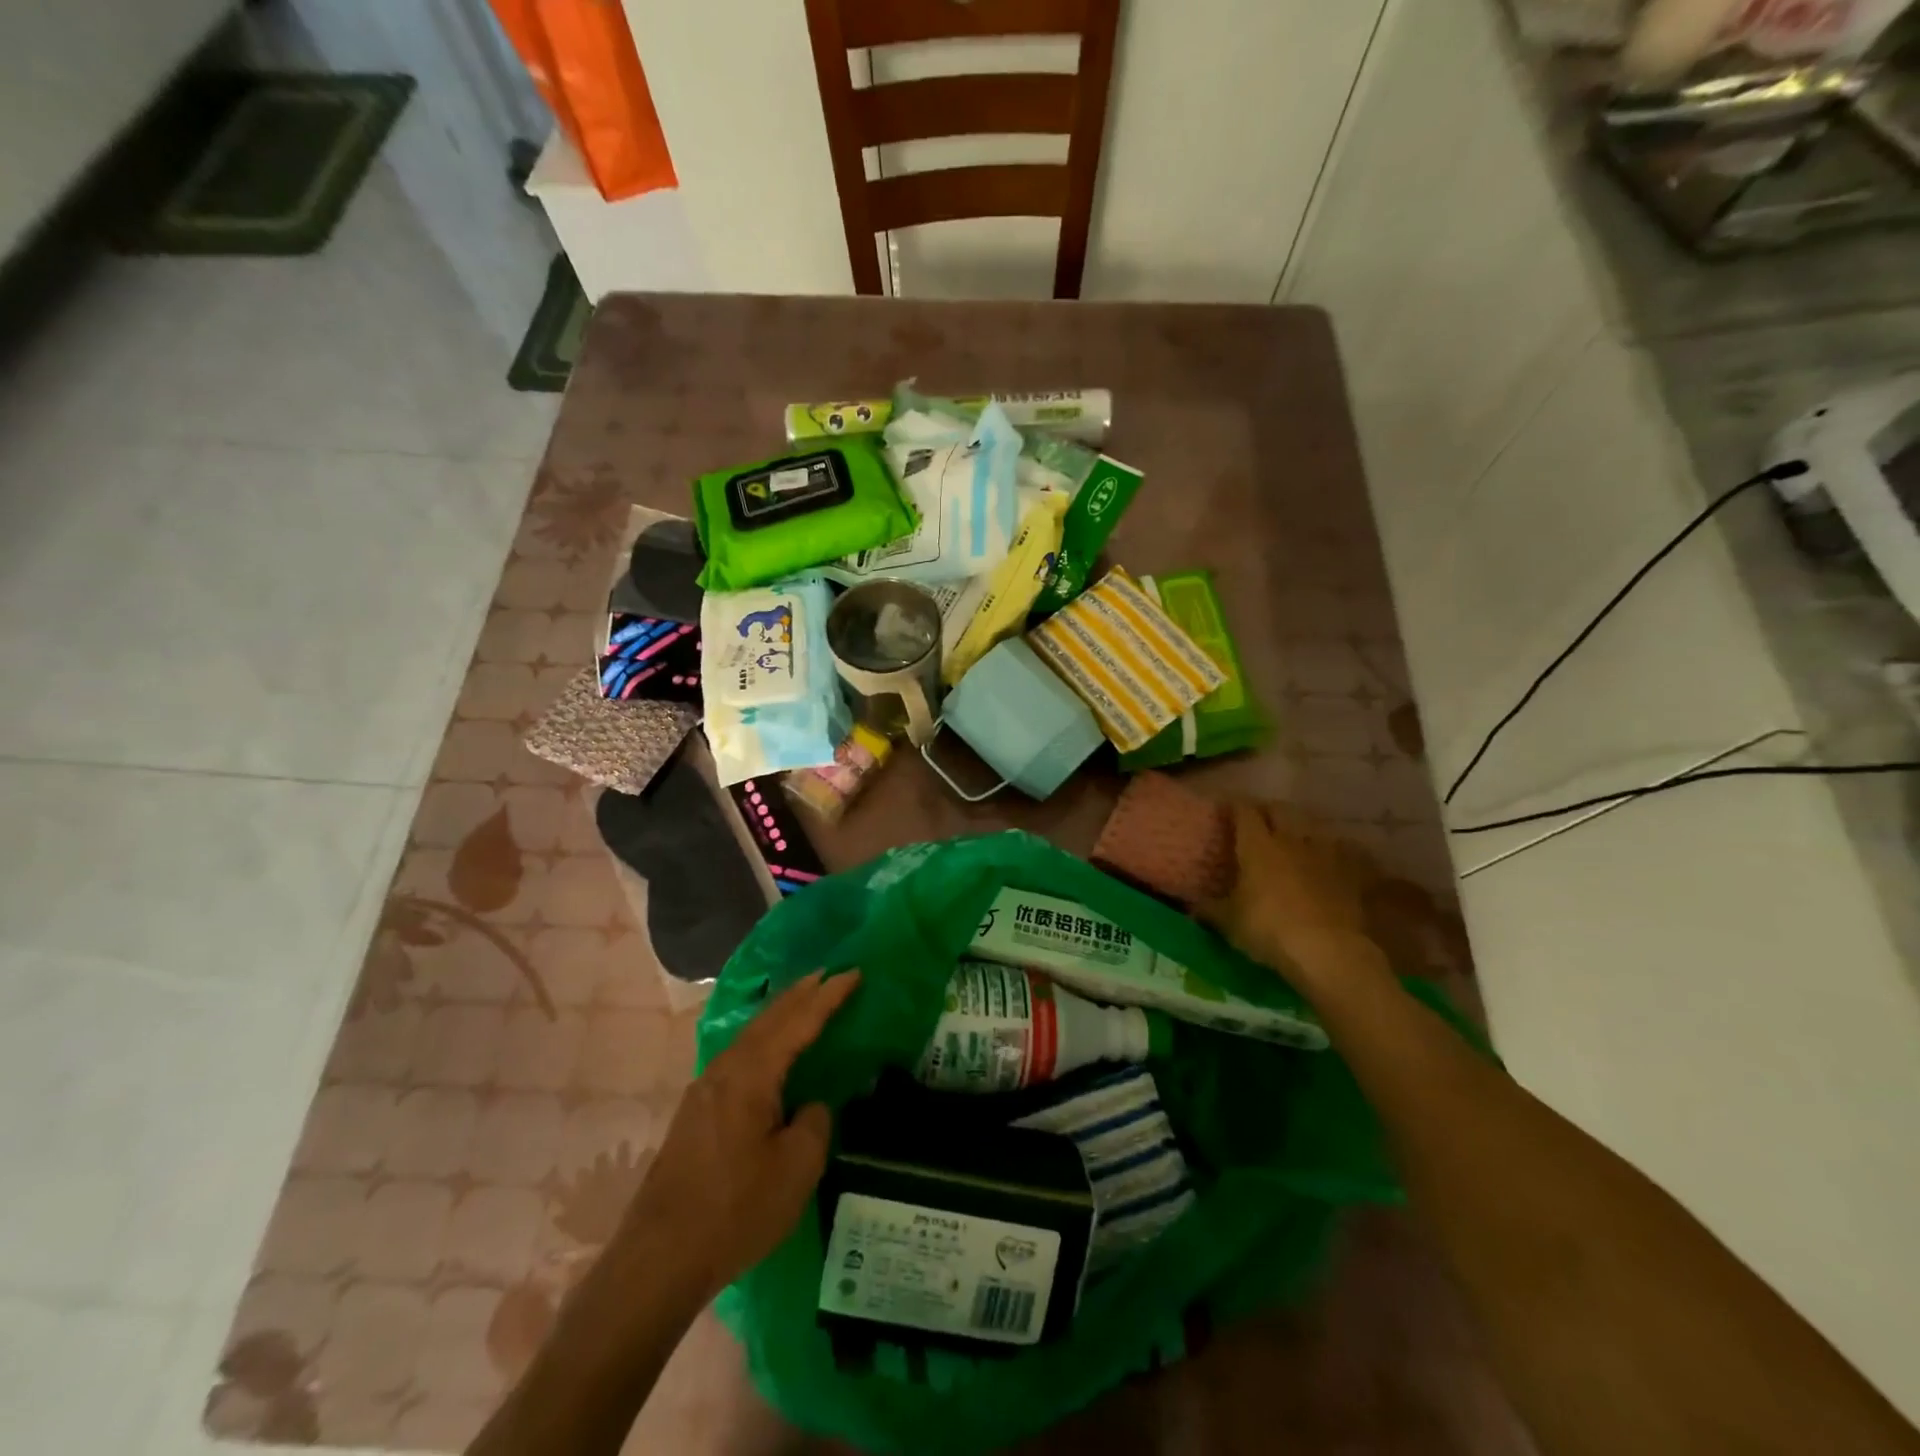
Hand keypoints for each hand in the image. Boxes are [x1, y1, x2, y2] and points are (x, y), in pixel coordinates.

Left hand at [619, 970, 859, 1310]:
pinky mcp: (696, 1111)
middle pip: (769, 1018)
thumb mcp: (796, 1169)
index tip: (854, 972)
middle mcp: (725, 1069)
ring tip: (804, 1001)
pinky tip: (770, 1050)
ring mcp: (705, 1089)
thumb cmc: (735, 1210)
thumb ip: (814, 1123)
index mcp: (752, 1074)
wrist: (658, 1259)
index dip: (829, 996)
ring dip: (780, 1013)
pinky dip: (764, 1038)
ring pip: (751, 1035)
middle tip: (829, 973)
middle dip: (801, 993)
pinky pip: (740, 1055)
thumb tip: (809, 1106)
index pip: (798, 1021)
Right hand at [1201, 803, 1389, 1003]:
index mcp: (1257, 845)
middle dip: (1267, 810)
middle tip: (1257, 819)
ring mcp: (1324, 854)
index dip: (1233, 806)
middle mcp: (1291, 840)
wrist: (1329, 951)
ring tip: (1292, 836)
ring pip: (1311, 825)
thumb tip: (1190, 907)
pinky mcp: (1351, 873)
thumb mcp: (1228, 923)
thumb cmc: (1269, 929)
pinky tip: (1330, 857)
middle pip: (1279, 809)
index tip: (1225, 809)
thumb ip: (1209, 910)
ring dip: (1300, 826)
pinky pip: (1342, 849)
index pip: (1244, 811)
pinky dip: (1333, 849)